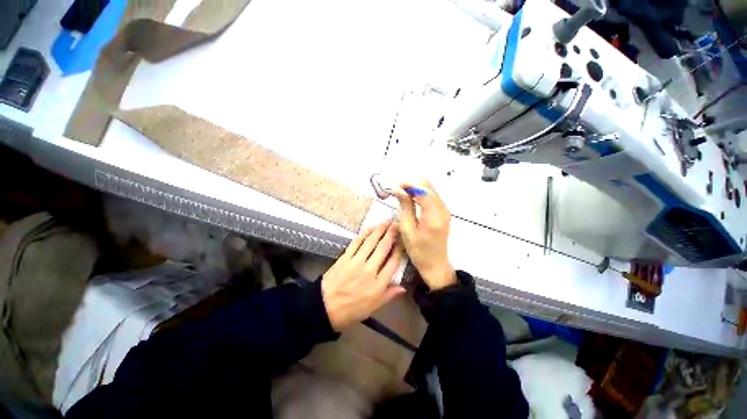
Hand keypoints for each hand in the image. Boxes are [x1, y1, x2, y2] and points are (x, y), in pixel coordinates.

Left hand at [321, 221, 405, 330]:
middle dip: (391, 234)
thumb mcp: (373, 307)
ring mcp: (356, 262)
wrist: (324, 307)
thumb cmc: (351, 309)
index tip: (402, 240)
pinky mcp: (345, 257)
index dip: (399, 249)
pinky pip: (356, 242)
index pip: (393, 263)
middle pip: (383, 248)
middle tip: (397, 223)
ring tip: (386, 221)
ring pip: (370, 242)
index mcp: (378, 284)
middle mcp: (369, 270)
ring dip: (379, 230)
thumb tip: (403, 287)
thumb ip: (389, 295)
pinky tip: (370, 228)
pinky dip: (364, 233)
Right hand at [393, 180, 456, 290]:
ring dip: (415, 189)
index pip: (422, 190)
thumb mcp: (407, 230)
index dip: (408, 185)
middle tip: (397, 192)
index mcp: (434, 216)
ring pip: (430, 189)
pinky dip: (420, 195)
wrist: (436, 265)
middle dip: (411, 185)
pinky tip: (411, 200)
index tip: (394, 187)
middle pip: (428, 186)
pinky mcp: (444, 212)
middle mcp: (443, 209)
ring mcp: (445, 210)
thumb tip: (398, 189)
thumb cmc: (419, 251)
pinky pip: (432, 196)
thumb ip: (405, 207)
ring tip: (402, 195)